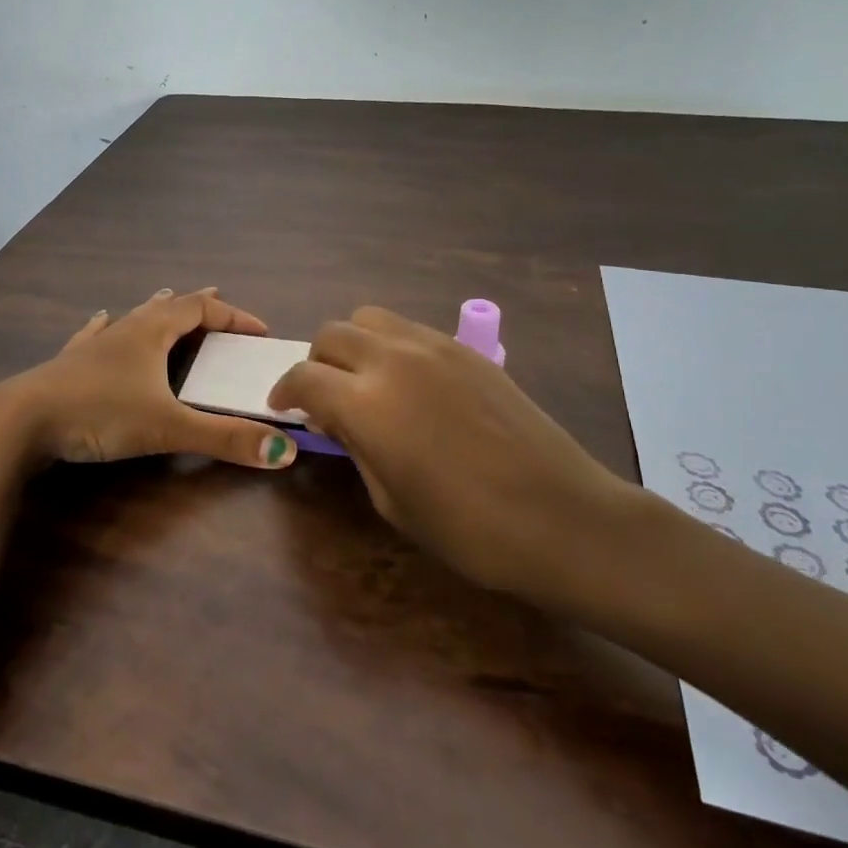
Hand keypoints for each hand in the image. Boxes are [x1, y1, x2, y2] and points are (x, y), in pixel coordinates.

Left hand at [10, 287, 299, 472]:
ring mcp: (94, 344)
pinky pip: (94, 335)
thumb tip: (285, 452)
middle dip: (198, 307)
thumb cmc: (99, 413)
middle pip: (168, 307)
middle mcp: (125, 329)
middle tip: (219, 306)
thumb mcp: (167, 428)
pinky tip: (100, 320)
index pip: (201, 310)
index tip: (259, 331)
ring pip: (132, 318)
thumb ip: (224, 440)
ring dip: (157, 312)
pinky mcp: (69, 363)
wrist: (22, 421)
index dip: (233, 316)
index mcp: (151, 332)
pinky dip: (107, 327)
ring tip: (167, 301)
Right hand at [269, 306, 647, 612]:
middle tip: (325, 397)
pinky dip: (392, 346)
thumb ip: (356, 446)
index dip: (285, 391)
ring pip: (370, 319)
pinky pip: (410, 330)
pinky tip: (410, 384)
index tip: (284, 407)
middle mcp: (393, 359)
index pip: (304, 377)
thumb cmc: (469, 529)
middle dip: (316, 362)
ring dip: (353, 345)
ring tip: (366, 381)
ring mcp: (434, 346)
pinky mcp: (467, 349)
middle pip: (332, 334)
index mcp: (367, 402)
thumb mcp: (391, 499)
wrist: (563, 517)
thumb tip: (337, 418)